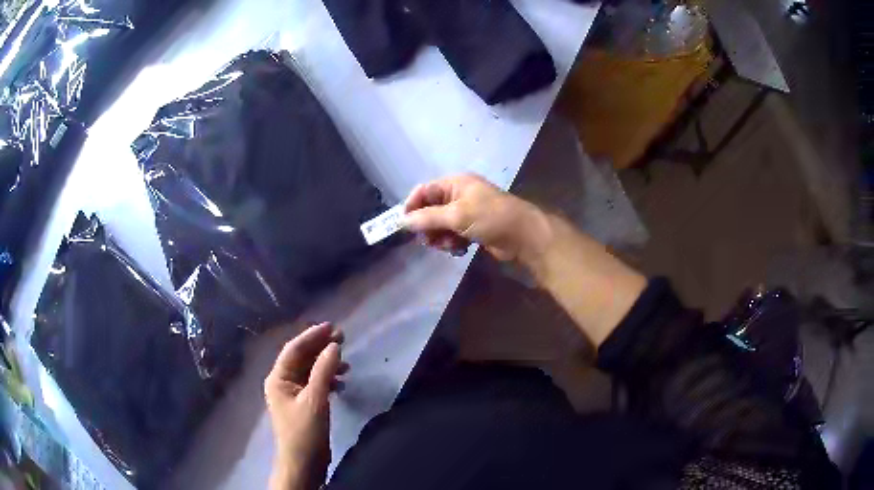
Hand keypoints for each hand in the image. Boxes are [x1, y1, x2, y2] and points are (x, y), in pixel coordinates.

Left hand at [265, 323, 347, 489]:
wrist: (303, 463)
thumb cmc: (305, 431)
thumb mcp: (315, 400)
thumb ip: (323, 371)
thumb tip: (334, 346)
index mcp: (278, 378)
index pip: (294, 349)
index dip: (312, 336)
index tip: (332, 327)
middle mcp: (283, 383)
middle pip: (302, 358)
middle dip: (321, 348)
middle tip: (344, 338)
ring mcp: (293, 394)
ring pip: (310, 371)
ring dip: (327, 365)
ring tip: (347, 363)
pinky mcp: (304, 405)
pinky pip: (316, 385)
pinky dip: (329, 380)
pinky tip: (342, 383)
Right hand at [403, 173, 551, 263]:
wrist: (524, 235)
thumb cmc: (490, 217)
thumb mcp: (457, 215)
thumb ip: (428, 218)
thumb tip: (402, 221)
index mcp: (454, 183)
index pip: (424, 191)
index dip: (412, 207)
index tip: (404, 226)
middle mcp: (459, 195)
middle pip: (431, 210)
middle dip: (429, 227)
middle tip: (430, 241)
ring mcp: (467, 212)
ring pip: (441, 225)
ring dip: (441, 237)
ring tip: (450, 246)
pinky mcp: (474, 228)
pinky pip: (453, 235)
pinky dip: (453, 243)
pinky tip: (460, 250)